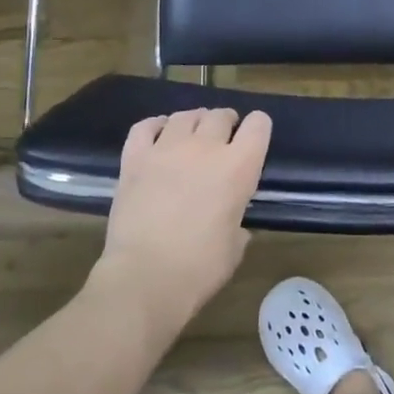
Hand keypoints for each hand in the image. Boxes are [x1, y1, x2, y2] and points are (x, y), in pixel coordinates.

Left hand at [87, 107, 272, 339]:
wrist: (145, 277)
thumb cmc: (200, 268)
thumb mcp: (235, 245)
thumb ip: (237, 221)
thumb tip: (232, 222)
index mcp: (239, 167)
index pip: (258, 125)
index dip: (258, 128)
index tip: (253, 139)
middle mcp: (205, 148)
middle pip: (220, 115)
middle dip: (226, 123)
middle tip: (222, 139)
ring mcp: (167, 149)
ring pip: (185, 116)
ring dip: (194, 122)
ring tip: (192, 135)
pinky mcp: (134, 159)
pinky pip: (145, 126)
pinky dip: (156, 125)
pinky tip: (159, 134)